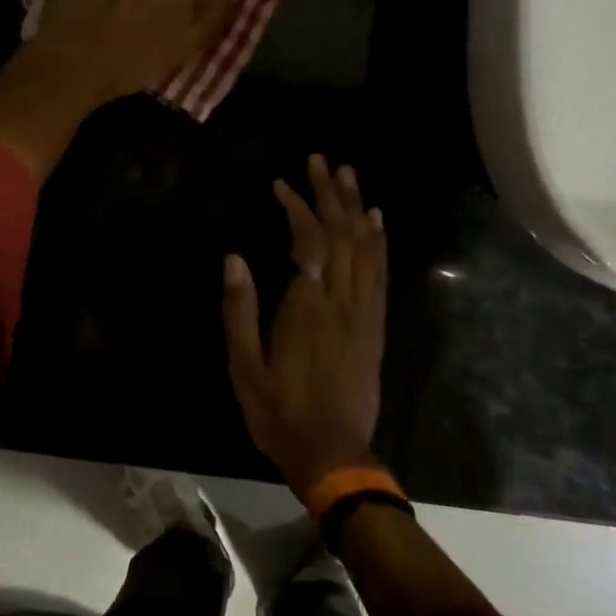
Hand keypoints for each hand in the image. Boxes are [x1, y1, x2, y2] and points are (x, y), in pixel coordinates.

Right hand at [222, 154, 387, 496]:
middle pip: (342, 234)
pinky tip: (376, 221)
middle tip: (321, 160)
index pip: (309, 241)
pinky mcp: (375, 327)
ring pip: (366, 248)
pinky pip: (381, 274)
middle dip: (331, 193)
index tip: (281, 184)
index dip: (298, 207)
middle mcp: (341, 301)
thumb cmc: (280, 412)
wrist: (333, 454)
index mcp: (307, 306)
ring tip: (348, 176)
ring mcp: (364, 313)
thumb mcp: (244, 366)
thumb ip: (240, 310)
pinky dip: (379, 241)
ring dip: (357, 207)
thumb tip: (234, 258)